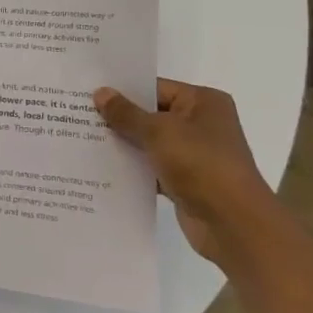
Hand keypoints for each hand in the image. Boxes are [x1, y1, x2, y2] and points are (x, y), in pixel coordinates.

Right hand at [93, 79, 275, 262]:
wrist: (233, 224)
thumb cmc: (201, 165)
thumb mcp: (158, 132)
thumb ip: (126, 113)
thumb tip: (100, 93)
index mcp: (203, 102)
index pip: (155, 88)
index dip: (122, 90)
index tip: (88, 92)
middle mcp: (201, 124)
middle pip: (151, 114)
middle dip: (119, 118)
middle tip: (79, 115)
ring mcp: (194, 154)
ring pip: (150, 142)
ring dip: (123, 143)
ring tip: (83, 138)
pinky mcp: (186, 180)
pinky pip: (152, 167)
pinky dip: (133, 167)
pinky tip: (101, 167)